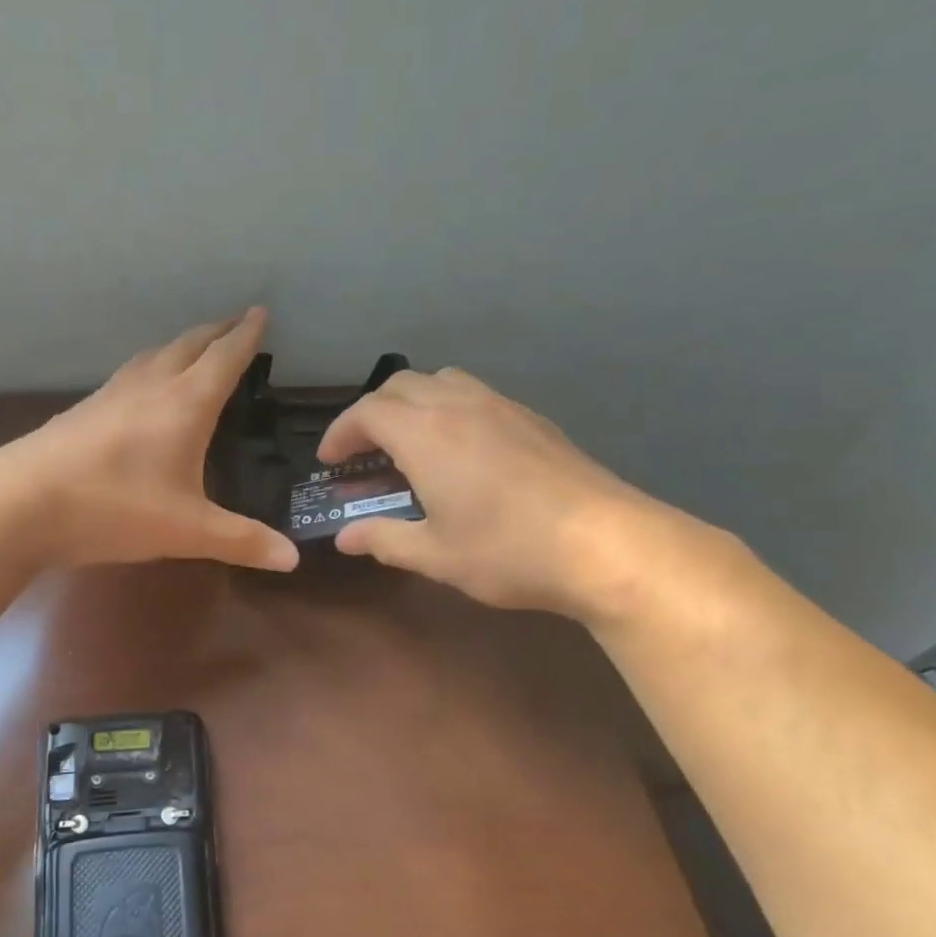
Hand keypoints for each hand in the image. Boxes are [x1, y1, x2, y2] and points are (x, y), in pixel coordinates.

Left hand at [0, 308, 299, 572]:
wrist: (21, 503)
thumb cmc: (115, 508)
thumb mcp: (188, 531)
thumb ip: (242, 541)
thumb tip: (293, 559)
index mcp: (185, 404)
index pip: (224, 358)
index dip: (246, 336)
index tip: (261, 312)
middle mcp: (150, 387)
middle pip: (189, 345)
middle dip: (216, 332)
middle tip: (235, 323)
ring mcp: (111, 395)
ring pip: (153, 356)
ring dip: (180, 346)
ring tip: (193, 348)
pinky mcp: (83, 412)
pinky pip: (128, 375)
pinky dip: (149, 368)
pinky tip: (141, 389)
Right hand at [317, 367, 708, 619]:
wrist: (605, 543)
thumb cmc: (507, 551)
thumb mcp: (435, 555)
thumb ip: (383, 540)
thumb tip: (345, 537)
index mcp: (425, 434)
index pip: (366, 413)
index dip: (340, 433)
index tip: (330, 462)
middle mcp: (458, 405)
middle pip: (399, 386)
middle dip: (371, 412)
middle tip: (363, 452)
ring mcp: (501, 405)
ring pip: (441, 381)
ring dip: (411, 403)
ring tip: (408, 443)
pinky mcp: (532, 418)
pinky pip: (474, 394)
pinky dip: (448, 408)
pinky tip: (460, 451)